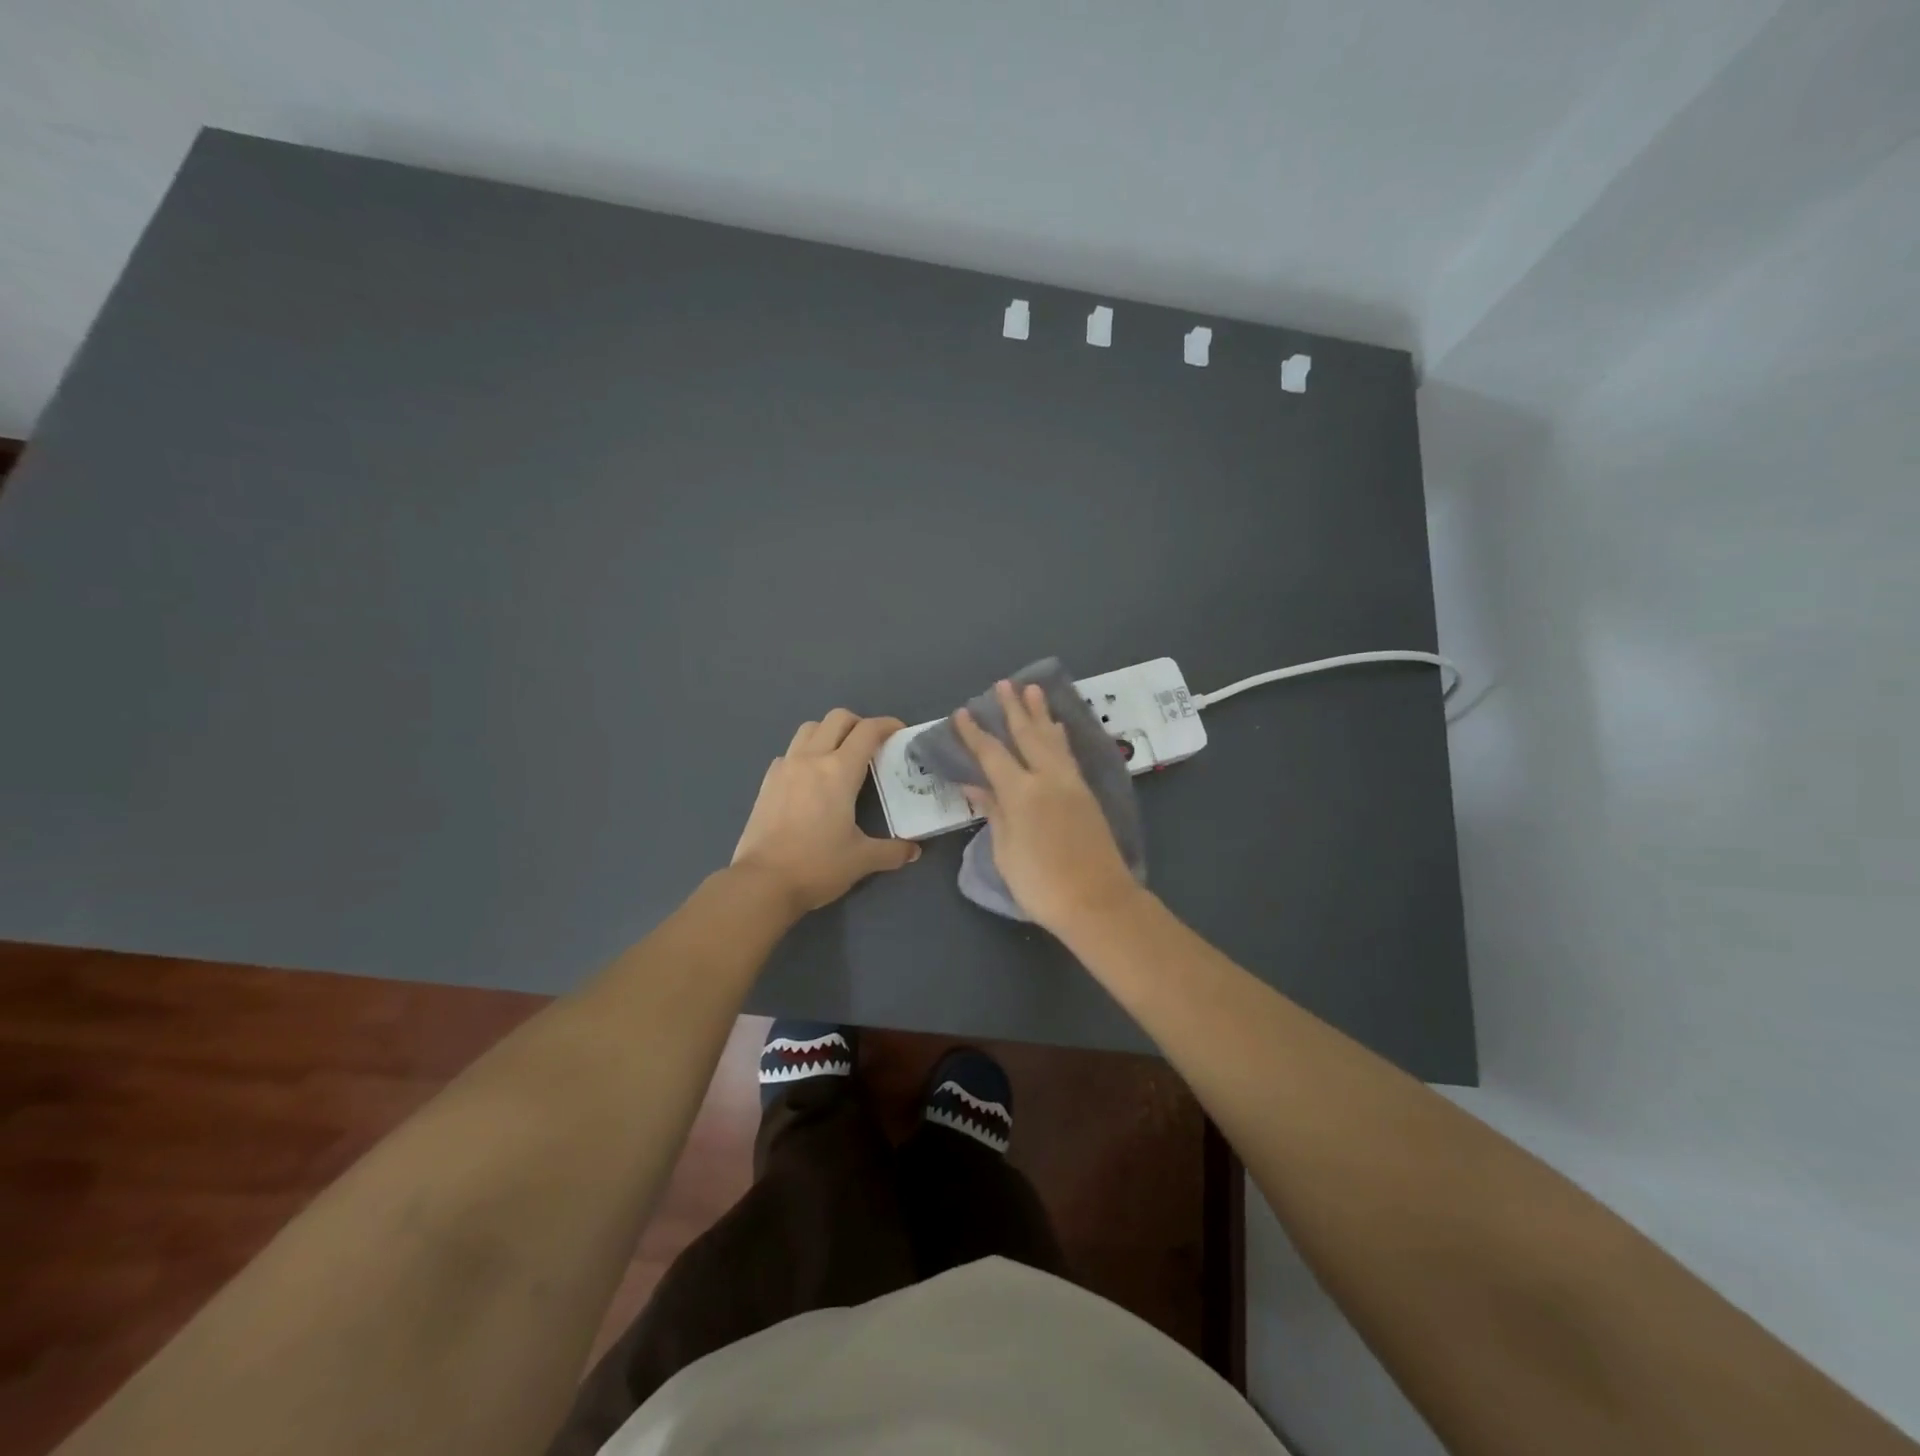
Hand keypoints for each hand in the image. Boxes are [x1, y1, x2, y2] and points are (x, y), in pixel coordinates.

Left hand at [732, 709, 920, 913]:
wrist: (762, 882)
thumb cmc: (817, 866)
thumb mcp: (862, 860)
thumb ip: (892, 851)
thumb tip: (914, 851)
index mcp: (839, 771)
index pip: (868, 731)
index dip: (888, 725)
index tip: (900, 732)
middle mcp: (811, 759)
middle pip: (837, 718)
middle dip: (859, 724)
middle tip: (871, 745)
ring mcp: (785, 767)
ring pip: (809, 729)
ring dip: (829, 732)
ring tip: (840, 756)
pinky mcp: (767, 781)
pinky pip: (790, 752)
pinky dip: (806, 753)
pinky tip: (812, 779)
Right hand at [952, 681, 1143, 935]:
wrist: (1098, 901)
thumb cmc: (1041, 883)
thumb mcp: (1005, 851)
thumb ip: (993, 812)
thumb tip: (974, 785)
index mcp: (1022, 792)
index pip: (992, 754)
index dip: (975, 733)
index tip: (963, 712)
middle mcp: (1048, 778)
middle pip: (1027, 735)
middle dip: (1014, 709)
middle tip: (1004, 684)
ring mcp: (1071, 783)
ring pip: (1052, 739)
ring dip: (1041, 714)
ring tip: (1033, 691)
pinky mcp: (1086, 793)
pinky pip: (1068, 754)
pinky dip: (1059, 736)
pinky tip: (1057, 729)